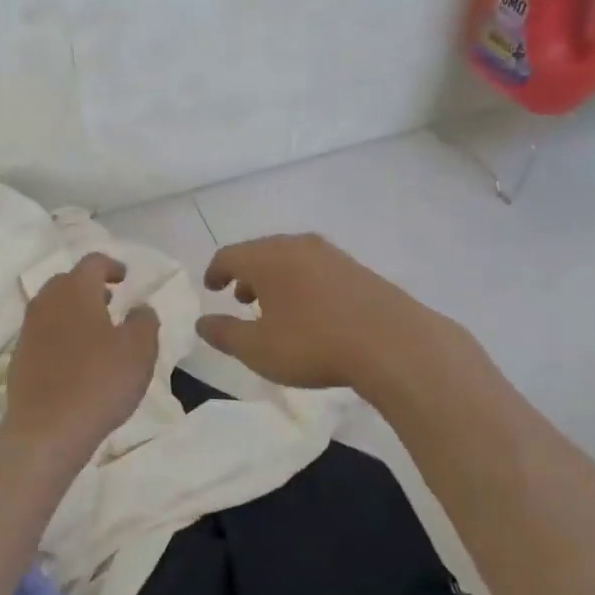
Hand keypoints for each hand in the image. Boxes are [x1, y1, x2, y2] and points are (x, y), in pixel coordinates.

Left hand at [3, 253, 159, 467]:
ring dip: (74, 311)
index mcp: (75, 291)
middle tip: (110, 300)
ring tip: (96, 330)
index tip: (124, 277)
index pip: (92, 262)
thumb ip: (144, 321)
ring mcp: (28, 331)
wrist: (47, 429)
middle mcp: (46, 303)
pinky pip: (43, 334)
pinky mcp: (20, 358)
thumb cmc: (99, 382)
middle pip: (67, 282)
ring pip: (52, 307)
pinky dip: (61, 334)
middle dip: (89, 286)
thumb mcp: (139, 350)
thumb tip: (140, 307)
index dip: (111, 265)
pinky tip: (76, 359)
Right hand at [196, 233, 461, 393]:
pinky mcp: (356, 269)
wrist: (393, 343)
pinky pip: (315, 268)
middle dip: (245, 274)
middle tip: (239, 298)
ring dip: (274, 279)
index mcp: (267, 258)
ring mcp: (331, 254)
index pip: (229, 255)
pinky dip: (300, 282)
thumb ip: (225, 334)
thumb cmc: (313, 344)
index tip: (211, 287)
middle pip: (260, 252)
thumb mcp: (257, 349)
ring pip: (290, 259)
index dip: (215, 271)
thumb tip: (202, 322)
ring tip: (272, 307)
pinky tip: (309, 311)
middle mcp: (296, 246)